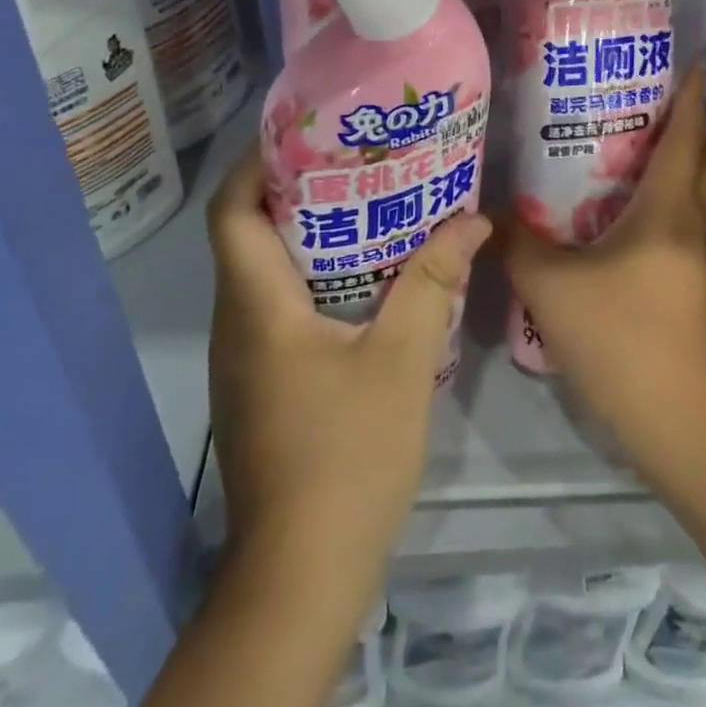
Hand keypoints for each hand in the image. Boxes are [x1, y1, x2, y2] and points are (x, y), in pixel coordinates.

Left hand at [207, 145, 488, 594]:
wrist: (303, 573)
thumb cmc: (348, 454)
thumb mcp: (403, 358)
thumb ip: (434, 281)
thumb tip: (474, 218)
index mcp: (257, 306)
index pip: (231, 211)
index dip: (256, 163)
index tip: (307, 133)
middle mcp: (237, 324)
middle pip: (247, 233)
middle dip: (296, 189)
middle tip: (357, 160)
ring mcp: (244, 358)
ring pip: (263, 272)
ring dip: (308, 234)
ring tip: (370, 205)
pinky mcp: (260, 384)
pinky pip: (276, 307)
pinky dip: (312, 276)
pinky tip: (366, 279)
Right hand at [502, 65, 705, 476]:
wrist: (677, 425)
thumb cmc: (621, 340)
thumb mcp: (550, 287)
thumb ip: (516, 243)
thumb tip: (487, 211)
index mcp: (668, 208)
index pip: (689, 134)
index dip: (691, 94)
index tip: (691, 61)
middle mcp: (691, 223)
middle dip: (693, 124)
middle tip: (645, 107)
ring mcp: (695, 257)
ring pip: (699, 191)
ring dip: (676, 164)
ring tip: (621, 152)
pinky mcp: (689, 286)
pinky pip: (681, 223)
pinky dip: (661, 202)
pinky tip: (615, 216)